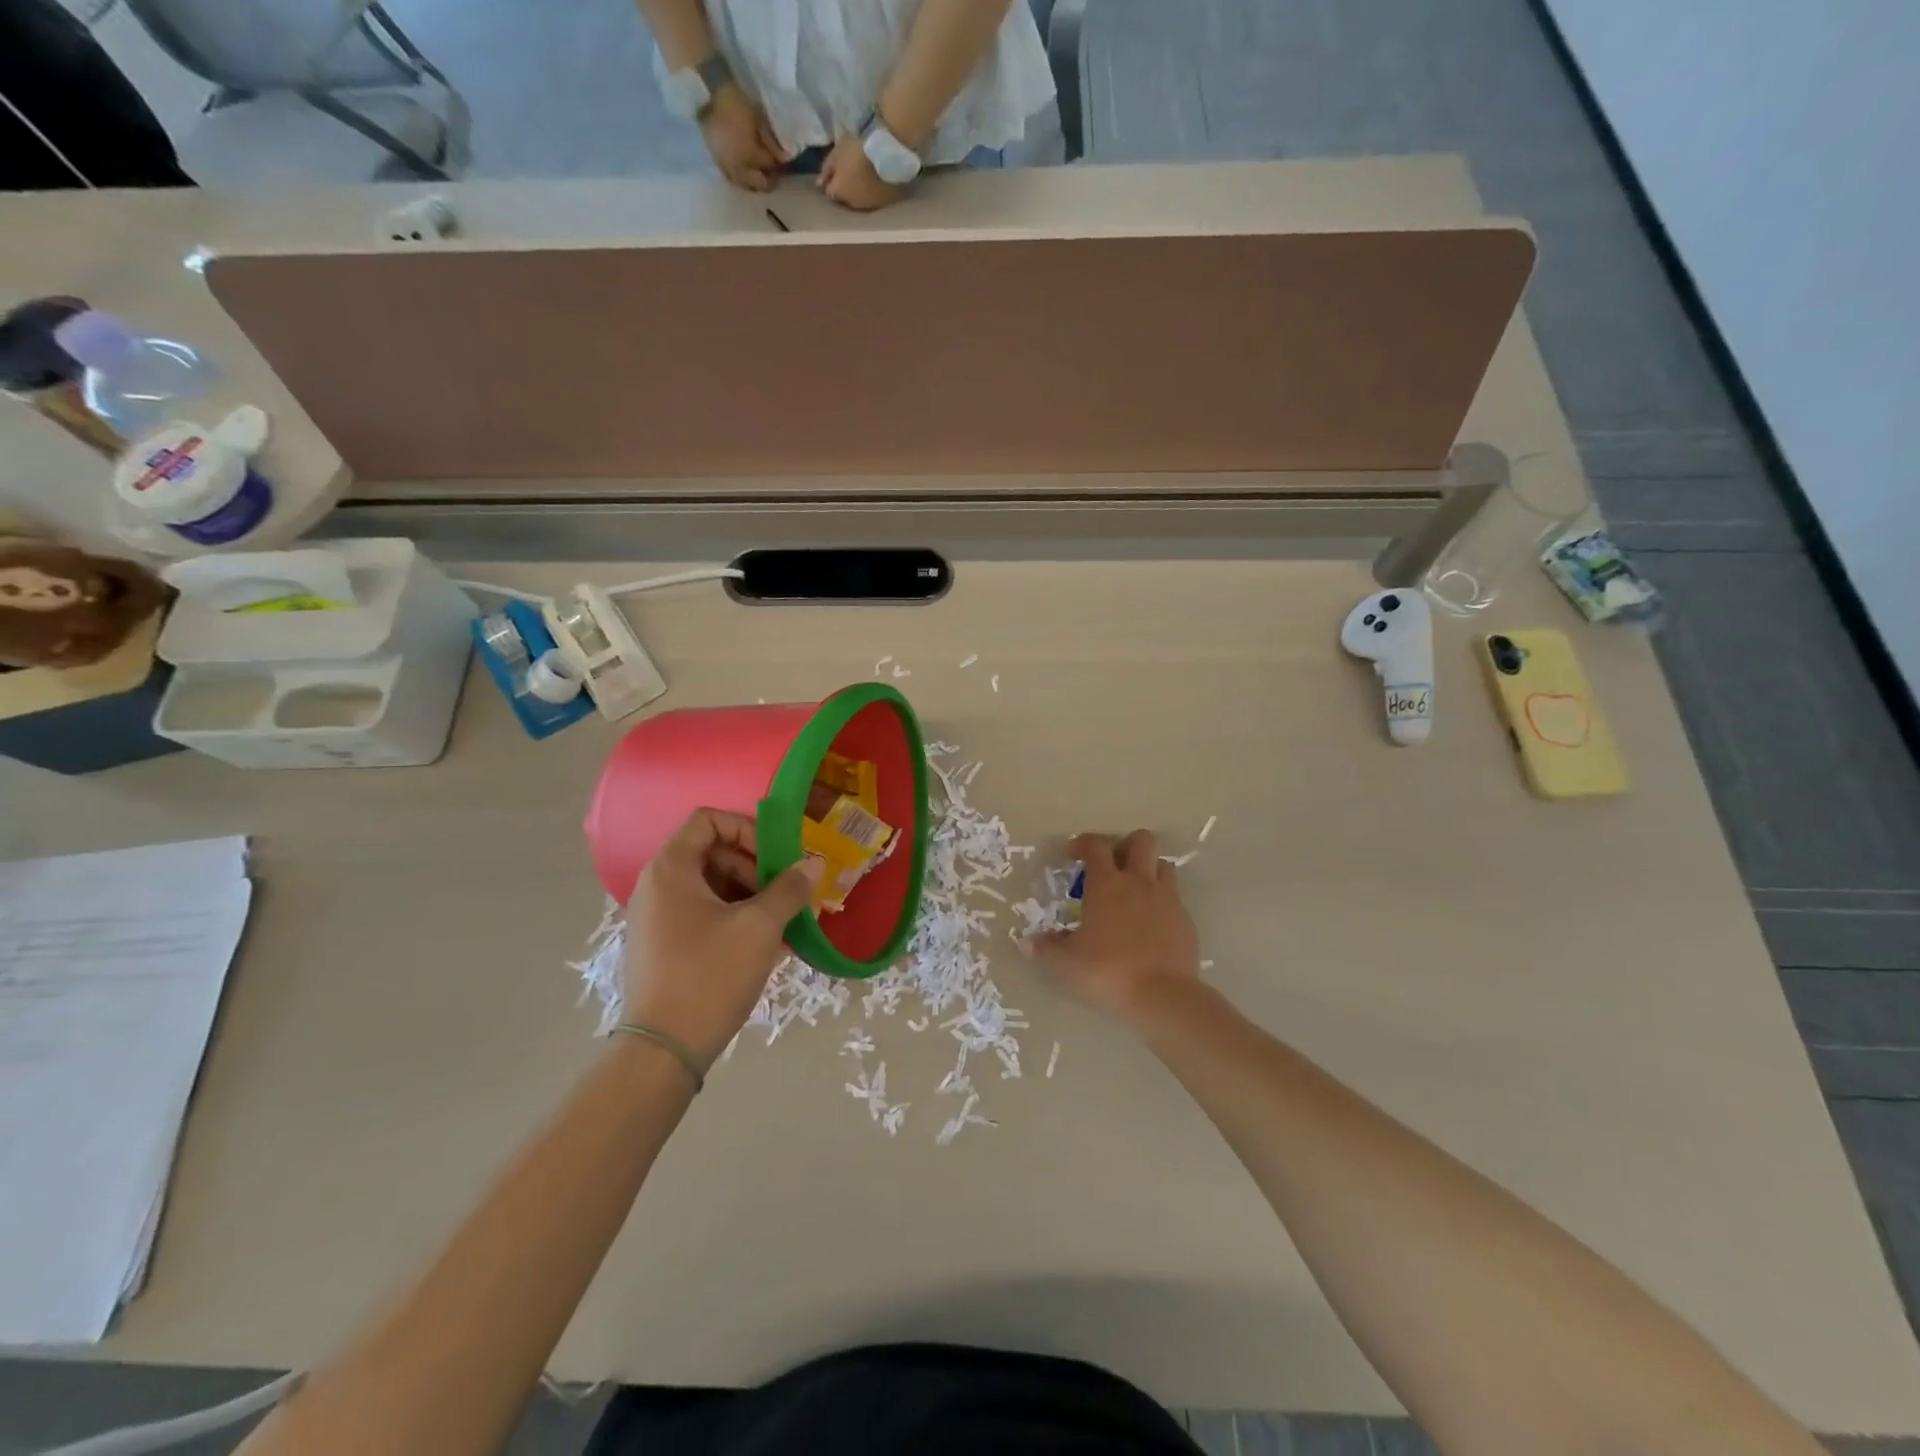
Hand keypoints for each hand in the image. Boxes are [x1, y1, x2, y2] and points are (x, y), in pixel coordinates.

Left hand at [622, 809, 819, 1065]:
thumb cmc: (710, 975)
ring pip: (712, 886)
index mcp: (671, 869)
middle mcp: (657, 886)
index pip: (708, 820)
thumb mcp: (759, 927)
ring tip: (783, 920)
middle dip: (755, 866)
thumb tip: (814, 864)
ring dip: (751, 894)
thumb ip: (789, 889)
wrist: (664, 1050)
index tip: (775, 858)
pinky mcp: (665, 946)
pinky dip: (736, 918)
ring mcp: (658, 918)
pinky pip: (704, 914)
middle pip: (712, 852)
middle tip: (785, 892)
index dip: (747, 830)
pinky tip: (767, 943)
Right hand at [699, 86, 783, 191]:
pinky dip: (743, 178)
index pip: (771, 167)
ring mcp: (728, 169)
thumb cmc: (735, 105)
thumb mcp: (758, 120)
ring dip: (756, 182)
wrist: (707, 96)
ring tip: (759, 170)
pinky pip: (734, 180)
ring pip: (747, 186)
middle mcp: (740, 170)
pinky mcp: (719, 165)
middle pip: (761, 185)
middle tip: (774, 171)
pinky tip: (746, 170)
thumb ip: (771, 142)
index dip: (779, 165)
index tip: (783, 160)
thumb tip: (784, 159)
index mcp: (751, 157)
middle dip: (770, 179)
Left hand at [820, 133, 901, 210]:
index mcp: (838, 193)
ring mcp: (868, 205)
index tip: (833, 175)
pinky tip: (873, 182)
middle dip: (844, 191)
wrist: (886, 155)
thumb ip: (826, 170)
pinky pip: (873, 199)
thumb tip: (819, 185)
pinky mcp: (883, 203)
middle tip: (847, 176)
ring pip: (859, 201)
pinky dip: (871, 192)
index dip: (830, 183)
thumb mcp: (836, 153)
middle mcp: (852, 204)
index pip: (829, 193)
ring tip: (861, 179)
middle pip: (845, 200)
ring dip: (858, 192)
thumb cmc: (856, 150)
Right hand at [1025, 831, 1201, 1027]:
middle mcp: (1139, 882)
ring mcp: (1167, 900)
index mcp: (1107, 884)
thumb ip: (1046, 949)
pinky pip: (1174, 898)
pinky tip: (1149, 925)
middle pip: (1142, 840)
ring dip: (1148, 870)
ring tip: (1133, 892)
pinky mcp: (1186, 921)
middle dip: (1125, 845)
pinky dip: (1161, 902)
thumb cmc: (1107, 972)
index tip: (1073, 856)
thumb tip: (1028, 942)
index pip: (1096, 845)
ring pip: (1163, 865)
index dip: (1083, 843)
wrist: (1163, 997)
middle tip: (1111, 867)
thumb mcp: (1066, 964)